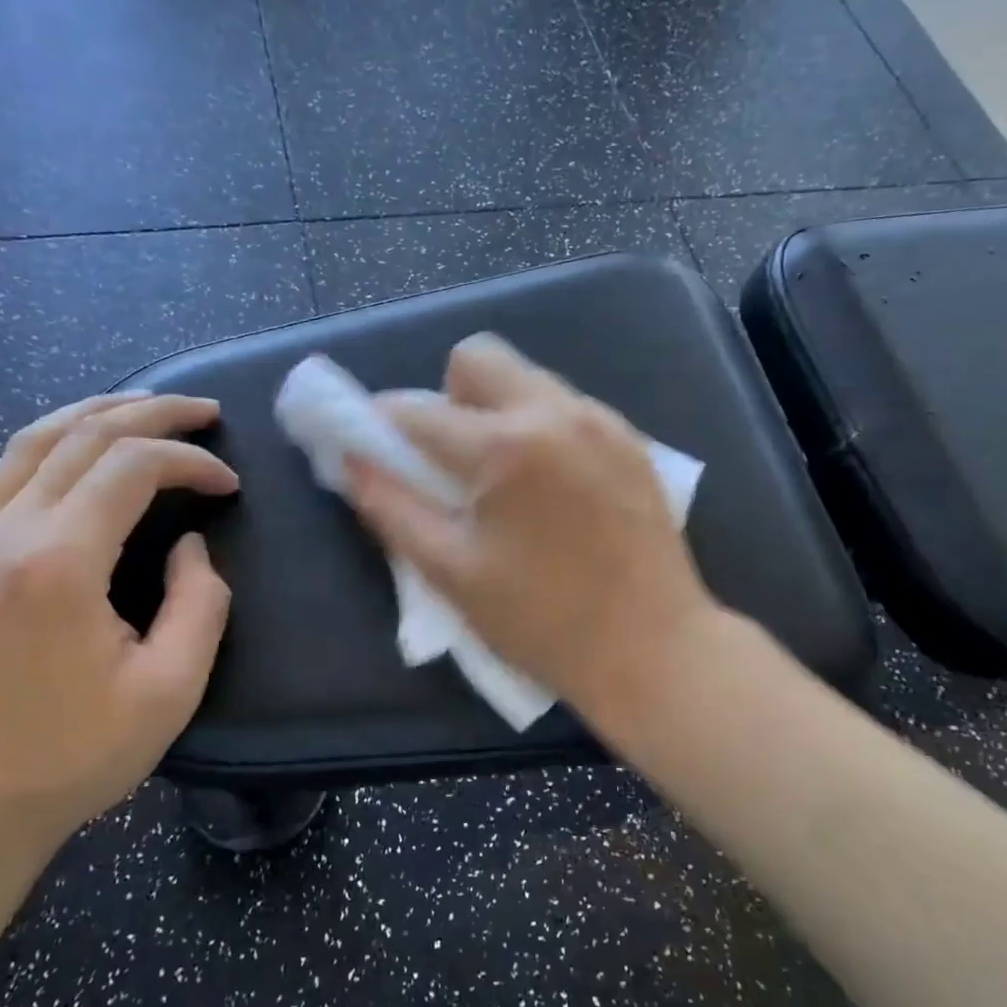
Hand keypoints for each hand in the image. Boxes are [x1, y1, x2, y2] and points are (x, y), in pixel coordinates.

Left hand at [0, 393, 238, 865]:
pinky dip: (56, 436)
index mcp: (60, 561)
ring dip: (101, 410)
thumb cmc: (75, 753)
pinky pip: (10, 467)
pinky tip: (84, 440)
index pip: (132, 467)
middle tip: (208, 413)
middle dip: (155, 415)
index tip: (231, 485)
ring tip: (151, 405)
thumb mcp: (170, 689)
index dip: (191, 462)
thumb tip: (191, 546)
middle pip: (85, 435)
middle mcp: (10, 531)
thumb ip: (200, 603)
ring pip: (38, 438)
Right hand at [346, 335, 715, 725]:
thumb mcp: (453, 573)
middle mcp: (556, 412)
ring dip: (496, 410)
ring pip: (526, 378)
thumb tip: (352, 462)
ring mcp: (601, 420)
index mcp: (506, 446)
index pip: (418, 410)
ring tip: (504, 478)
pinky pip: (567, 407)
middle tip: (450, 459)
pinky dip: (540, 427)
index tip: (374, 448)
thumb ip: (393, 510)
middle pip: (478, 357)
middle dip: (448, 396)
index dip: (380, 425)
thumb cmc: (543, 622)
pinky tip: (550, 487)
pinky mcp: (631, 440)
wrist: (655, 649)